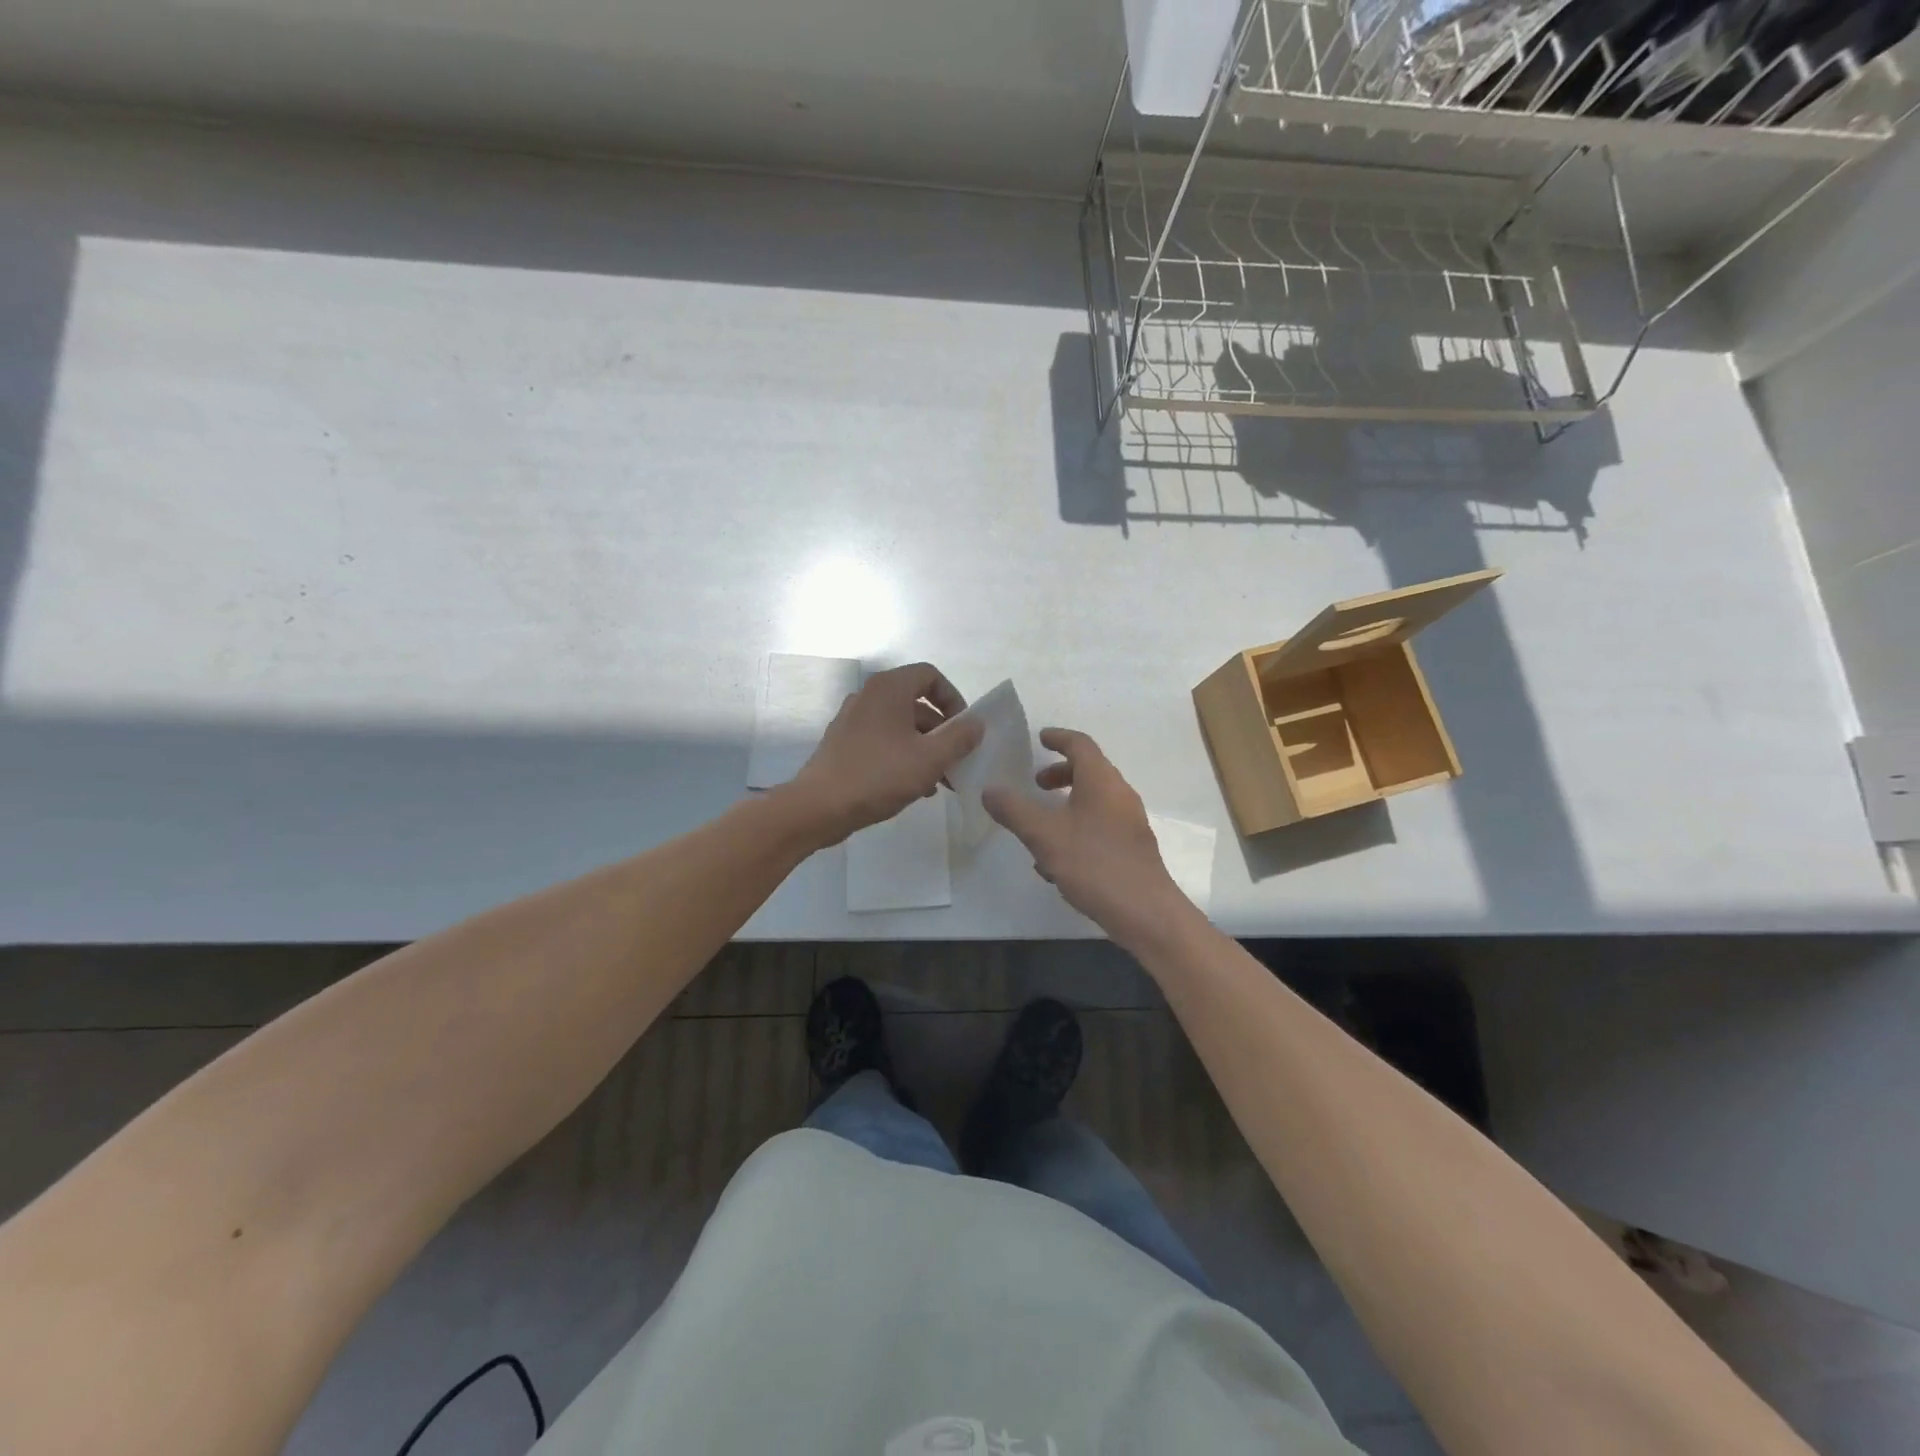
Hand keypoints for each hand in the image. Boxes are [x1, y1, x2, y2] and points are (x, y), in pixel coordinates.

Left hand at [786, 663, 983, 845]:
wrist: (818, 807)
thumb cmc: (878, 776)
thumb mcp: (929, 759)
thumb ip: (959, 738)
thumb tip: (977, 723)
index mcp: (888, 689)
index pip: (930, 676)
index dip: (953, 699)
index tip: (964, 729)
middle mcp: (869, 696)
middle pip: (917, 704)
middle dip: (942, 733)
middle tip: (958, 762)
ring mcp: (853, 720)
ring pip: (901, 727)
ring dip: (926, 749)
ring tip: (941, 782)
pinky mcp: (844, 744)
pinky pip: (884, 741)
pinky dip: (904, 756)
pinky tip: (915, 787)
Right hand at [984, 728, 1196, 944]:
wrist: (1145, 912)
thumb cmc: (1093, 864)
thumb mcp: (1044, 835)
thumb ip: (1014, 810)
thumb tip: (990, 790)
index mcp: (1101, 781)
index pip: (1080, 744)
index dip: (1058, 738)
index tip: (1040, 739)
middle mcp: (1120, 794)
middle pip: (1089, 771)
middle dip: (1060, 774)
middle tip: (1035, 785)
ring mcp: (1130, 822)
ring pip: (1094, 800)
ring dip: (1067, 803)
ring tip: (1040, 825)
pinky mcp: (1132, 848)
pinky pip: (1100, 825)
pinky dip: (1077, 827)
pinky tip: (1056, 860)